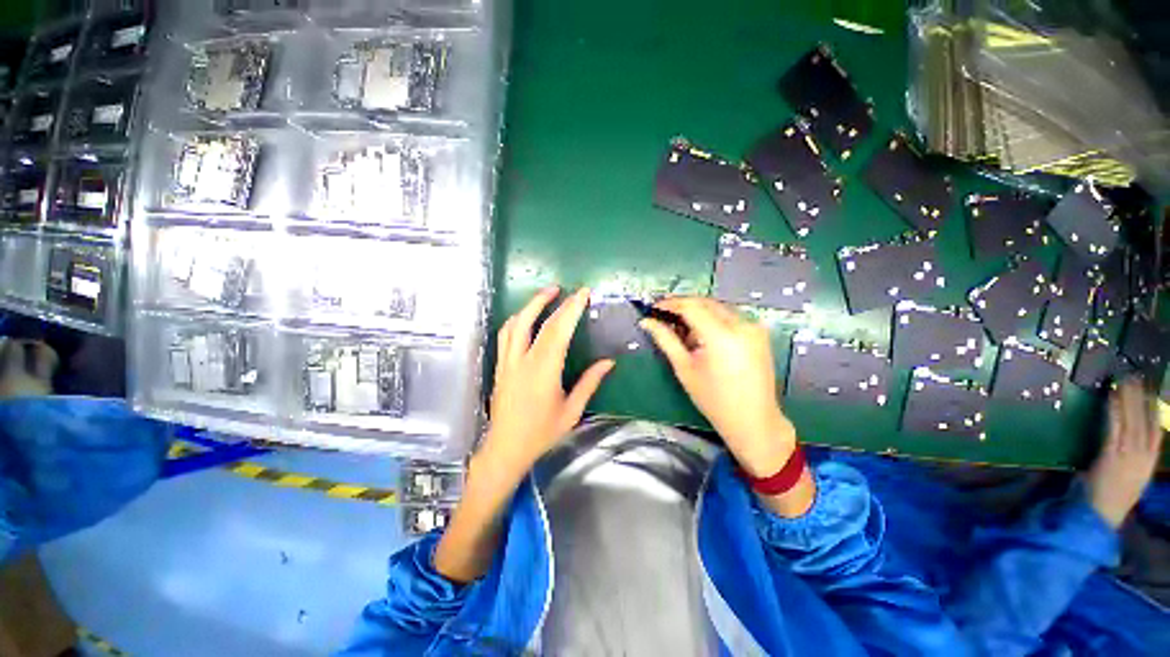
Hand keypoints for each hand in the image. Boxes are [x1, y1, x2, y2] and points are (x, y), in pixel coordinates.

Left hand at [479, 286, 614, 476]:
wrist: (506, 449)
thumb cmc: (541, 433)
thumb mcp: (571, 411)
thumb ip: (589, 383)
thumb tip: (608, 362)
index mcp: (543, 371)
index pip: (558, 331)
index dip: (571, 309)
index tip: (582, 293)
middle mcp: (522, 361)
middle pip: (536, 322)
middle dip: (552, 301)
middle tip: (565, 289)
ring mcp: (507, 362)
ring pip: (515, 324)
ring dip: (530, 306)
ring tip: (545, 295)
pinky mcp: (500, 367)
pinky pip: (505, 335)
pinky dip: (517, 320)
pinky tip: (525, 317)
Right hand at [640, 297, 794, 477]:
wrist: (753, 420)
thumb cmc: (713, 399)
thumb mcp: (684, 368)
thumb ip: (666, 340)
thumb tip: (647, 322)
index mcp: (721, 335)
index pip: (691, 306)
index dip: (670, 304)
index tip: (654, 308)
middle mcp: (741, 324)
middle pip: (705, 302)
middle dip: (683, 305)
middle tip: (664, 316)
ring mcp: (754, 326)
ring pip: (718, 307)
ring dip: (698, 311)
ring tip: (682, 328)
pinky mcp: (760, 332)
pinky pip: (731, 316)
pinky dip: (714, 318)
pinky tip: (703, 333)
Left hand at [1086, 378, 1164, 527]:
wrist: (1102, 512)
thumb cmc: (1114, 496)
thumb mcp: (1133, 476)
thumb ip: (1134, 459)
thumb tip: (1131, 442)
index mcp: (1150, 461)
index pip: (1157, 430)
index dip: (1155, 409)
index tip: (1152, 392)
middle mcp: (1142, 455)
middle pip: (1144, 420)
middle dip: (1140, 397)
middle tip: (1136, 378)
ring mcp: (1127, 454)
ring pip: (1130, 419)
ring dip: (1128, 399)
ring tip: (1125, 381)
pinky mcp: (1111, 453)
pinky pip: (1114, 427)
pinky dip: (1113, 411)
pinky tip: (1112, 397)